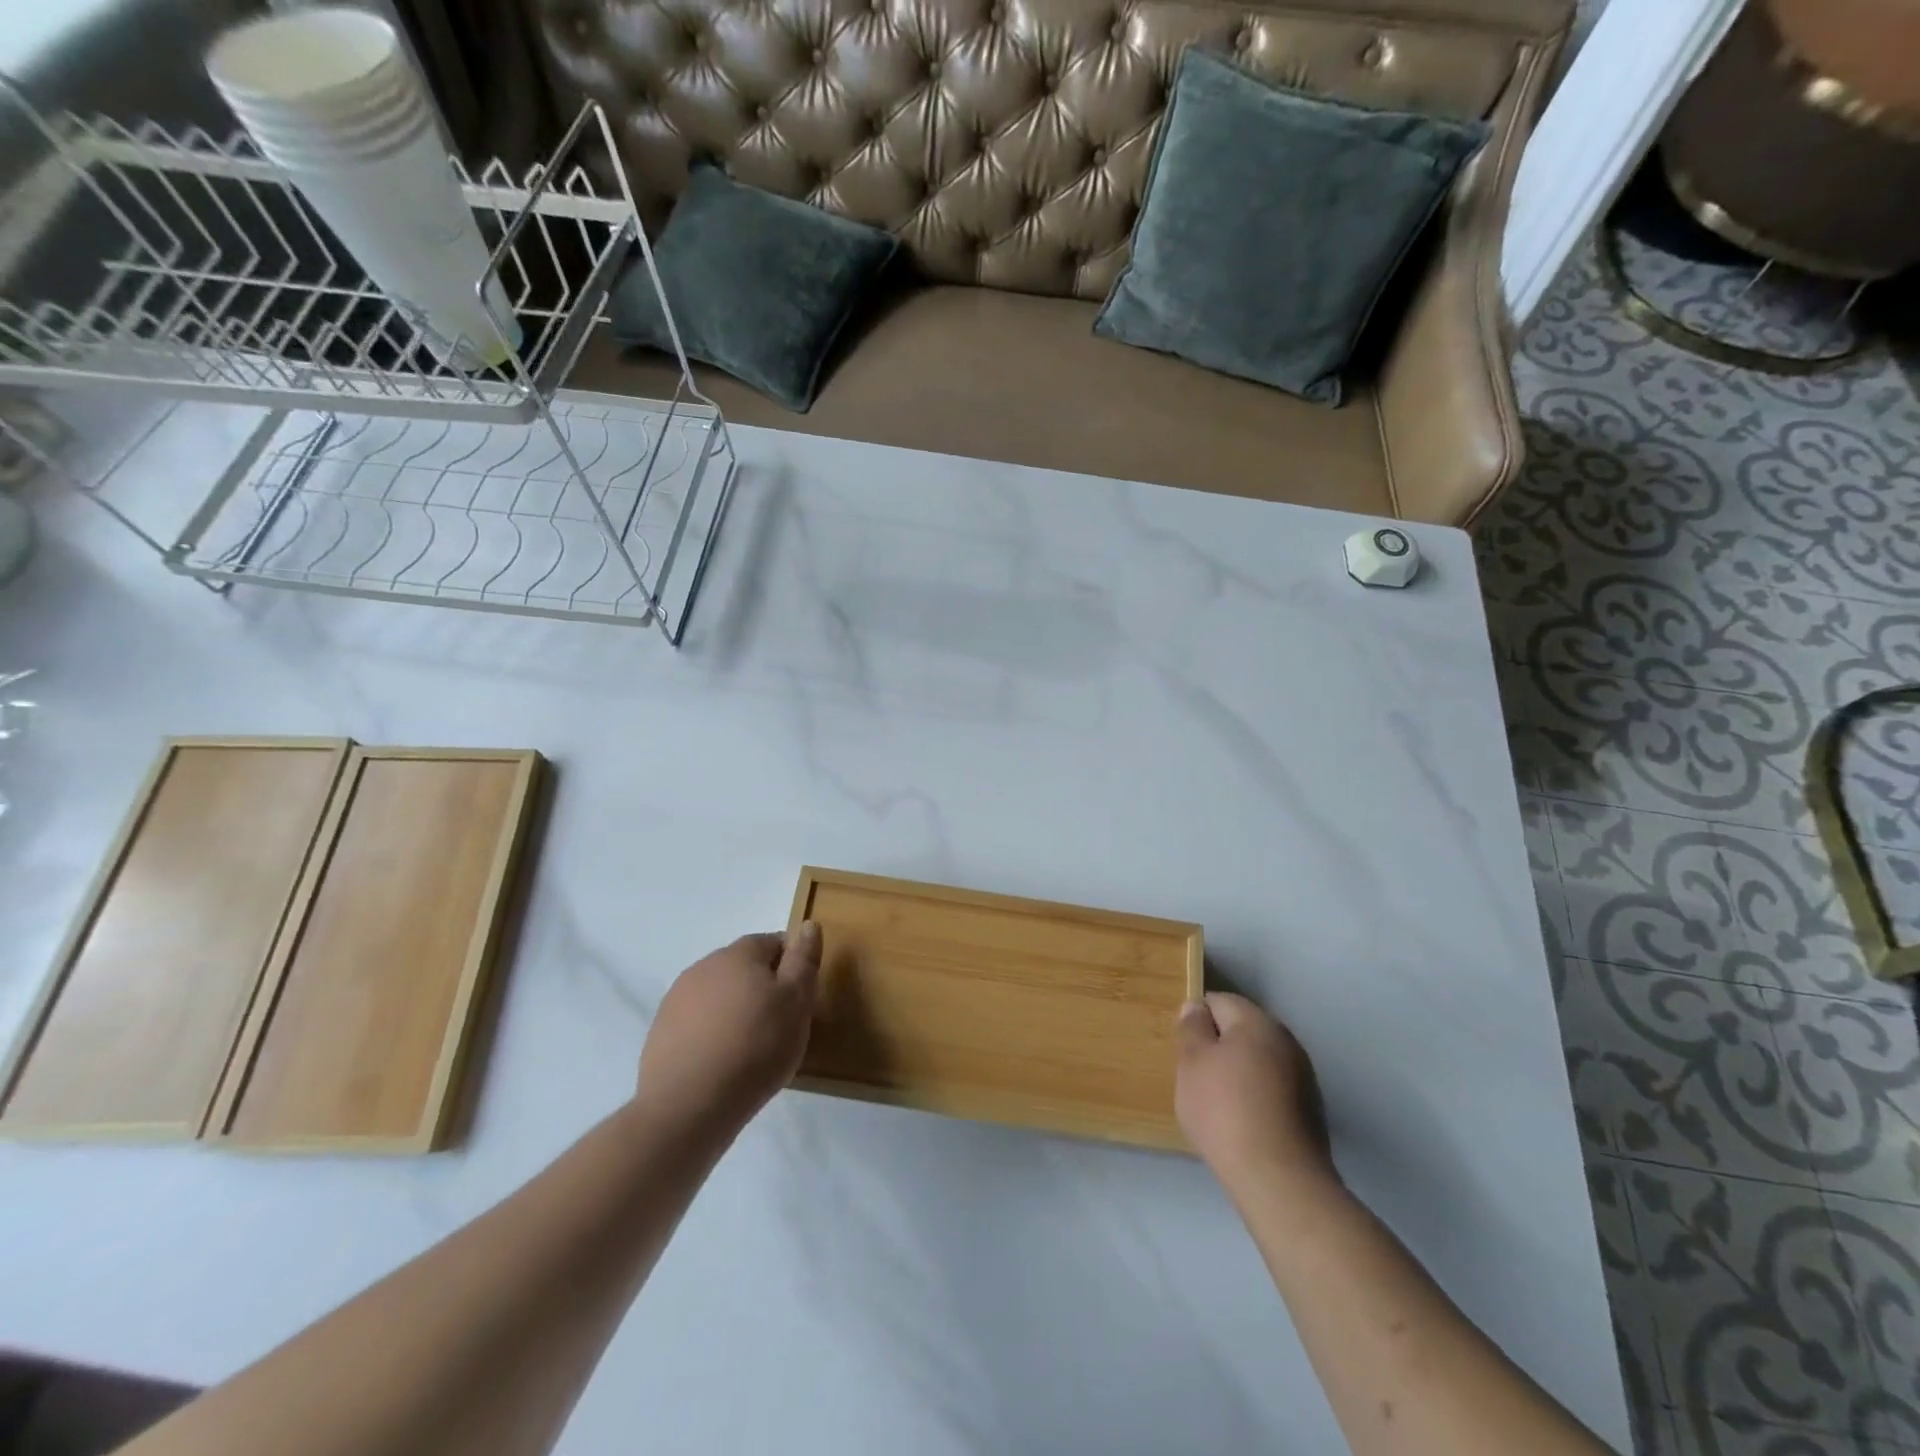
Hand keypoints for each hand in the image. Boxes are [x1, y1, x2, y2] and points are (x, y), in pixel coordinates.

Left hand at [637, 924, 821, 1135]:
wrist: (687, 1106)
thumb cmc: (755, 1047)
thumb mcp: (796, 1002)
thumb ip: (803, 960)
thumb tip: (808, 925)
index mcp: (739, 953)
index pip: (774, 942)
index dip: (792, 966)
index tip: (800, 998)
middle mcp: (704, 966)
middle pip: (744, 967)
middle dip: (762, 987)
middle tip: (780, 1024)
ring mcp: (677, 998)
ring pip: (719, 994)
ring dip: (735, 1009)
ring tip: (750, 1047)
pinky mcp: (661, 1031)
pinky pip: (697, 1022)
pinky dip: (712, 1032)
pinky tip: (721, 1061)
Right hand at [1175, 992, 1334, 1192]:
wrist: (1279, 1180)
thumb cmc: (1225, 1111)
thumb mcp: (1192, 1063)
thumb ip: (1191, 1029)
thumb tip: (1196, 1008)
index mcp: (1257, 1022)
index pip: (1219, 1001)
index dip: (1196, 1019)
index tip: (1183, 1047)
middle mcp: (1286, 1041)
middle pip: (1242, 1030)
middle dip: (1218, 1046)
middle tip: (1195, 1076)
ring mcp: (1304, 1077)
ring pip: (1259, 1061)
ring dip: (1238, 1073)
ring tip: (1216, 1104)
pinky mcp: (1311, 1111)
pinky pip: (1273, 1090)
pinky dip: (1256, 1098)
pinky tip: (1242, 1124)